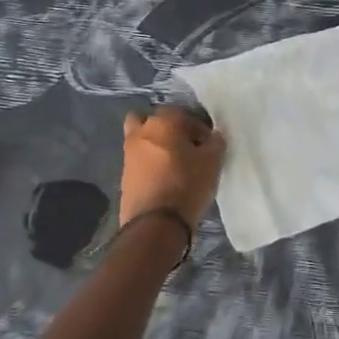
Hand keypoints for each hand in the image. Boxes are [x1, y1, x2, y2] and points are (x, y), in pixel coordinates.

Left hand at [119, 107, 225, 228]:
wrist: (155, 224)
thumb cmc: (187, 185)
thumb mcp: (212, 162)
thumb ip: (215, 143)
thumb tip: (213, 137)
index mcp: (164, 122)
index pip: (184, 114)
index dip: (199, 129)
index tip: (208, 145)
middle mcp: (142, 131)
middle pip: (156, 120)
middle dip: (171, 129)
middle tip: (187, 148)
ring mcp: (129, 153)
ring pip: (142, 138)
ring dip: (156, 144)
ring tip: (174, 164)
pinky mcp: (124, 175)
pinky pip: (139, 160)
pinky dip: (149, 163)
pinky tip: (164, 178)